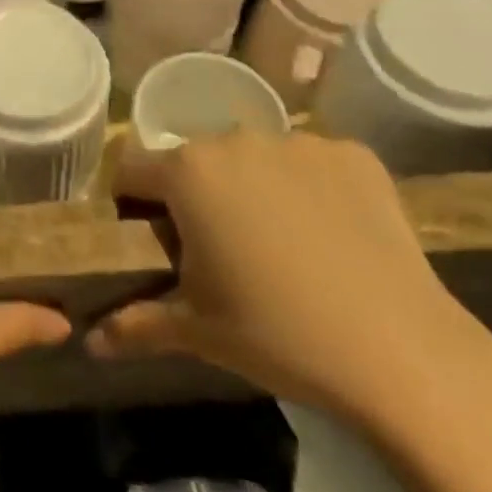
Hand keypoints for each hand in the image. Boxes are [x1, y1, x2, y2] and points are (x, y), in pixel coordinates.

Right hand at [89, 132, 491, 435]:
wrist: (402, 352)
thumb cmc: (277, 334)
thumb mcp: (197, 333)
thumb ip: (134, 327)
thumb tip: (90, 341)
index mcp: (188, 172)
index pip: (132, 169)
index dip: (133, 204)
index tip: (154, 242)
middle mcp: (236, 139)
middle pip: (195, 161)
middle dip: (196, 197)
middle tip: (222, 253)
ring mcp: (299, 141)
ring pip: (254, 159)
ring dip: (253, 189)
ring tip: (283, 247)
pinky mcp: (353, 154)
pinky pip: (312, 164)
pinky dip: (311, 190)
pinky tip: (332, 237)